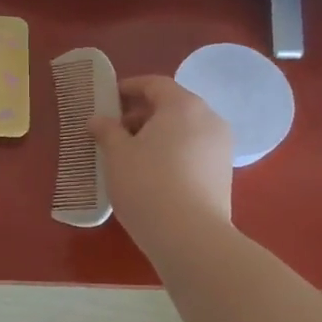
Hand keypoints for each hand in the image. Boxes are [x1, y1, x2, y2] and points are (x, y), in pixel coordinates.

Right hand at [89, 75, 233, 252]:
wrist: (191, 237)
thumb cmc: (147, 184)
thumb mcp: (117, 155)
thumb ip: (107, 131)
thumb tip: (98, 120)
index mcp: (183, 106)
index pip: (155, 84)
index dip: (129, 87)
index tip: (108, 99)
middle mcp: (209, 119)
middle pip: (172, 105)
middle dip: (142, 113)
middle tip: (115, 130)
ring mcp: (221, 147)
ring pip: (184, 129)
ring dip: (157, 134)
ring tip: (131, 154)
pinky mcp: (223, 174)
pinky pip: (193, 150)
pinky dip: (172, 152)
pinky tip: (153, 174)